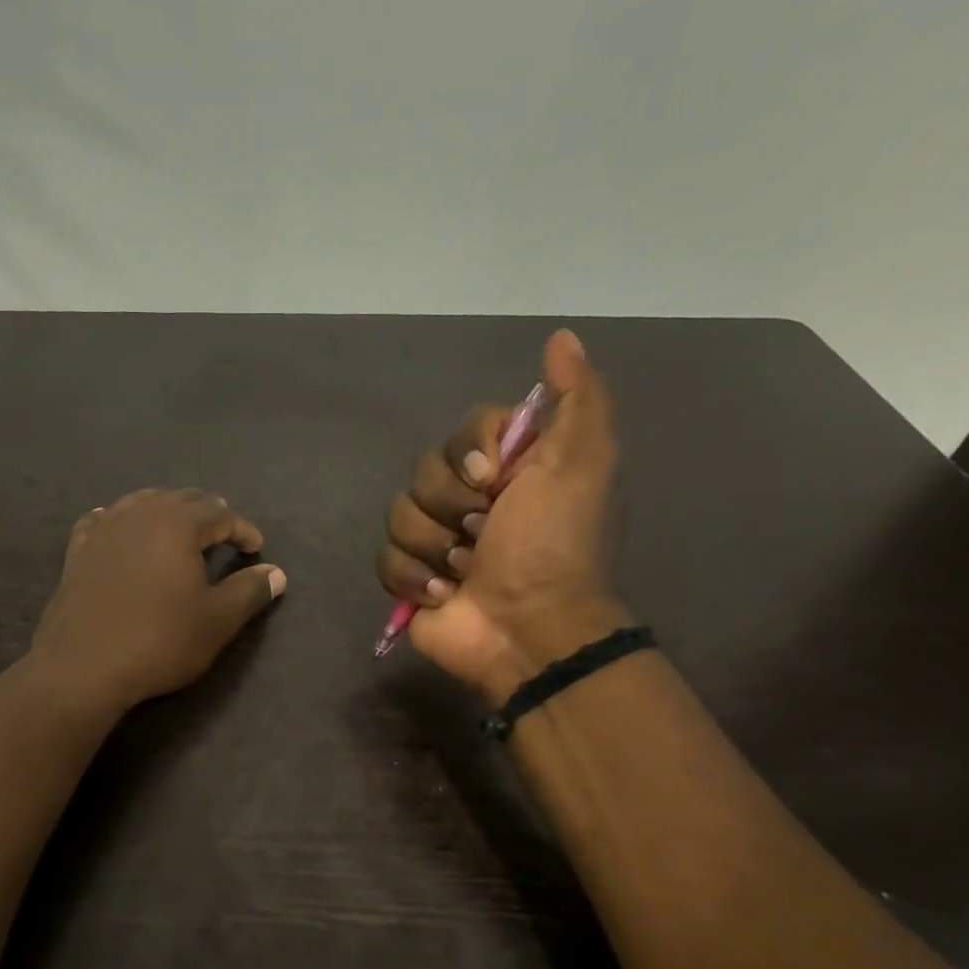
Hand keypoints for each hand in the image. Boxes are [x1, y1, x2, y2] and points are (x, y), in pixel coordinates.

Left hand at [31, 488, 286, 711]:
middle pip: (180, 499)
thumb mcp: (217, 620)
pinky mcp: (77, 552)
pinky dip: (120, 520)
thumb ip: (250, 591)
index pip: (220, 514)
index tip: (256, 548)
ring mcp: (104, 530)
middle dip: (207, 512)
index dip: (242, 529)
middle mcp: (140, 515)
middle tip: (223, 531)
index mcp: (178, 524)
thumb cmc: (159, 640)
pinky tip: (119, 527)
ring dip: (166, 510)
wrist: (82, 667)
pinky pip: (102, 521)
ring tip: (179, 526)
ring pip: (141, 503)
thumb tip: (276, 573)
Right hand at [375, 329, 627, 703]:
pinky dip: (414, 578)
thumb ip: (579, 400)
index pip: (464, 431)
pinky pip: (385, 558)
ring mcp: (437, 540)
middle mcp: (471, 499)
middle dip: (451, 506)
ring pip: (399, 513)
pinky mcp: (411, 578)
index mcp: (510, 470)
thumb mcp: (583, 465)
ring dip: (434, 547)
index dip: (469, 452)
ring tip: (465, 573)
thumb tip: (561, 337)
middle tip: (483, 535)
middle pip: (424, 471)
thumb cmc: (554, 547)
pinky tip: (443, 596)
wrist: (528, 631)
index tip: (492, 481)